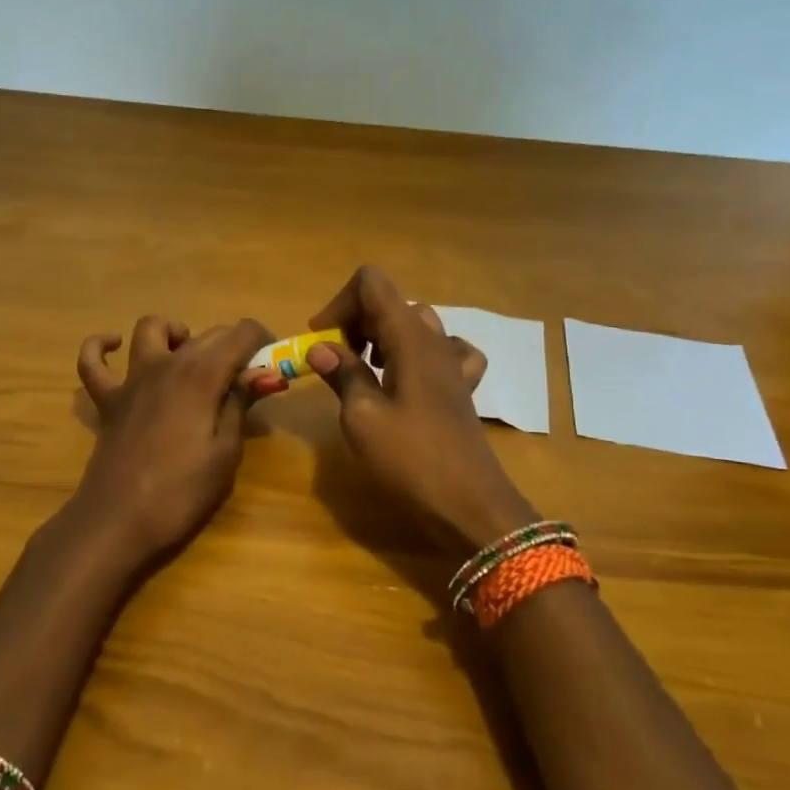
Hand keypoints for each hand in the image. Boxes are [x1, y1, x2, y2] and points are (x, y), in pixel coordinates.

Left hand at [70, 316, 279, 568]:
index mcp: (201, 376)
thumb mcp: (225, 452)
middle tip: (247, 378)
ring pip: (151, 329)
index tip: (273, 362)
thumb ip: (240, 404)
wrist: (118, 522)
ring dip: (176, 333)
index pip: (240, 334)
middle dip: (233, 345)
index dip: (262, 340)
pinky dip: (101, 346)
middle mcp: (166, 364)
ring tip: (190, 357)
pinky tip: (115, 346)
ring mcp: (132, 379)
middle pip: (206, 333)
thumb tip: (262, 374)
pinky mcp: (107, 399)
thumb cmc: (181, 492)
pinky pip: (92, 361)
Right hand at [306, 266, 536, 551]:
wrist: (469, 505)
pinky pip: (444, 352)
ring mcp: (453, 364)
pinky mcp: (461, 388)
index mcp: (409, 338)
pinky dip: (418, 356)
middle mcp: (434, 341)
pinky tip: (407, 380)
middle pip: (391, 303)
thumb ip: (342, 374)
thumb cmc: (411, 459)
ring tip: (365, 371)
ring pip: (414, 325)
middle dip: (356, 322)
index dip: (340, 302)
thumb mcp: (362, 416)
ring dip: (382, 337)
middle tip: (336, 361)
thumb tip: (320, 346)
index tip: (320, 339)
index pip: (373, 284)